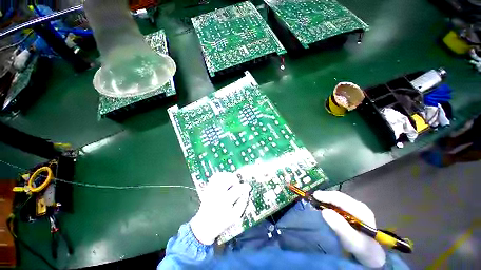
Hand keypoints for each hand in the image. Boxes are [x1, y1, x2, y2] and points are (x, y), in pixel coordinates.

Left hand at [190, 172, 250, 244]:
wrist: (204, 226)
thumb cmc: (221, 222)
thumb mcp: (235, 216)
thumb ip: (242, 204)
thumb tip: (246, 192)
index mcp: (224, 201)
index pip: (237, 189)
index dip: (244, 187)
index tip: (248, 187)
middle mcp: (216, 193)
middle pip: (227, 179)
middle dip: (235, 180)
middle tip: (237, 185)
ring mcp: (211, 190)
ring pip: (221, 176)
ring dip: (228, 176)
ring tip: (231, 182)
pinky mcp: (207, 188)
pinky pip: (215, 177)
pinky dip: (222, 176)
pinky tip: (225, 181)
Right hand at [313, 191, 385, 267]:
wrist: (372, 255)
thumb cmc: (363, 249)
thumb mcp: (353, 242)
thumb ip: (341, 228)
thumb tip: (324, 211)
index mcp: (361, 211)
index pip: (341, 199)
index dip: (327, 195)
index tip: (314, 196)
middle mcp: (358, 205)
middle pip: (339, 197)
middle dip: (325, 196)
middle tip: (311, 198)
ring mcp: (355, 208)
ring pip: (337, 199)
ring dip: (326, 199)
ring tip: (315, 201)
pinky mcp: (351, 211)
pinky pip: (338, 203)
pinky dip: (328, 203)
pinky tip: (323, 205)